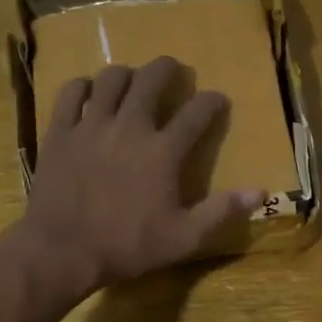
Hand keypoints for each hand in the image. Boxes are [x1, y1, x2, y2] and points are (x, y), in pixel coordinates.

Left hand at [19, 57, 262, 296]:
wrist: (62, 251)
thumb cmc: (127, 246)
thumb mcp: (184, 237)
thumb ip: (221, 211)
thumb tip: (260, 191)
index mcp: (163, 151)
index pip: (196, 113)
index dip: (212, 101)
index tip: (218, 100)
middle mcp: (130, 127)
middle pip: (152, 79)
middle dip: (168, 69)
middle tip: (173, 71)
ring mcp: (91, 125)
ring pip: (111, 79)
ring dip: (127, 74)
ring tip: (132, 81)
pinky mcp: (60, 132)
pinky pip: (70, 93)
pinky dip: (83, 87)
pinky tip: (88, 93)